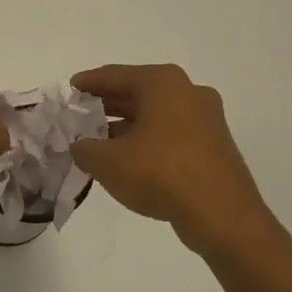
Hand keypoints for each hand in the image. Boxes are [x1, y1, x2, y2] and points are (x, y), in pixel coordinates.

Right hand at [69, 64, 282, 260]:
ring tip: (98, 140)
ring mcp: (206, 119)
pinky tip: (128, 158)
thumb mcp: (107, 161)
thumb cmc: (160, 173)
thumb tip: (80, 146)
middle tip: (80, 115)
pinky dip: (147, 139)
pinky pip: (171, 133)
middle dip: (107, 105)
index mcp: (162, 83)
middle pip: (137, 92)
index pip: (114, 75)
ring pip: (155, 114)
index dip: (88, 83)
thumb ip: (84, 148)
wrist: (222, 216)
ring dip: (126, 125)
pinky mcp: (213, 145)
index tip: (70, 90)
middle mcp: (187, 92)